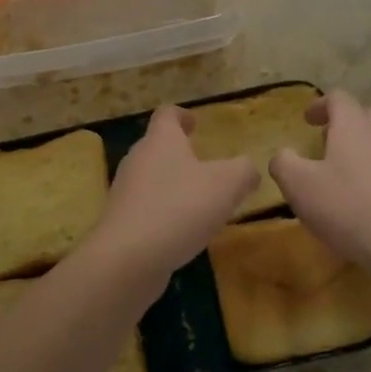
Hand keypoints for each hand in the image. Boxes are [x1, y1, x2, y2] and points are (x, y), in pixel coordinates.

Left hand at [94, 107, 258, 281]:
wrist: (128, 257)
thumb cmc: (179, 208)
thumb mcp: (226, 184)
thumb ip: (243, 170)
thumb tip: (248, 169)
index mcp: (161, 140)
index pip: (167, 114)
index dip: (182, 114)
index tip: (195, 122)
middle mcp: (138, 159)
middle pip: (157, 146)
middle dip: (180, 152)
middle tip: (204, 164)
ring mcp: (126, 190)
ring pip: (152, 178)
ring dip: (173, 184)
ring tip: (198, 200)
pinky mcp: (122, 221)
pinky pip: (146, 207)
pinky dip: (164, 211)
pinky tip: (181, 230)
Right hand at [270, 90, 370, 275]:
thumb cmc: (349, 207)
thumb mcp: (299, 186)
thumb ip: (284, 163)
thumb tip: (283, 155)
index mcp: (354, 125)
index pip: (339, 98)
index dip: (320, 105)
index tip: (307, 120)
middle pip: (365, 116)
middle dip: (345, 125)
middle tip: (327, 145)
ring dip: (365, 150)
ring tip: (347, 176)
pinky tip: (370, 202)